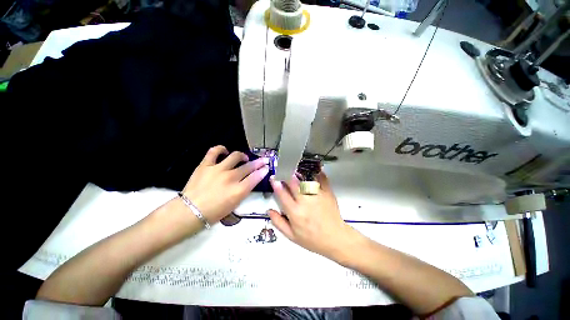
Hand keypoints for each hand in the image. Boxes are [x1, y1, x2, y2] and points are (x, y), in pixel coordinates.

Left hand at [182, 145, 268, 223]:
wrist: (190, 211)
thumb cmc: (214, 212)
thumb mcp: (234, 204)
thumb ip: (244, 191)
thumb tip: (250, 180)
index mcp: (238, 191)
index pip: (255, 177)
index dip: (263, 171)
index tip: (266, 168)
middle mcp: (230, 178)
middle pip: (248, 166)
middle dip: (258, 162)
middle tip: (263, 160)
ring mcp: (218, 169)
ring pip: (235, 156)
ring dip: (242, 156)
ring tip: (243, 157)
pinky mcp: (205, 165)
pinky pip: (214, 151)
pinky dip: (221, 149)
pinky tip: (225, 151)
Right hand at [268, 172, 358, 260]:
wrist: (335, 239)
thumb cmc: (312, 239)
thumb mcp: (292, 236)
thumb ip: (279, 222)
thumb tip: (269, 210)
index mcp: (295, 212)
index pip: (282, 194)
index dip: (276, 184)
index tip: (273, 178)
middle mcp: (305, 201)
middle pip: (293, 183)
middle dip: (286, 175)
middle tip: (283, 170)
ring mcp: (317, 196)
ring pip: (306, 179)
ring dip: (299, 172)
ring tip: (295, 168)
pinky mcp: (328, 193)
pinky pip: (322, 179)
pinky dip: (317, 173)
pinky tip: (313, 170)